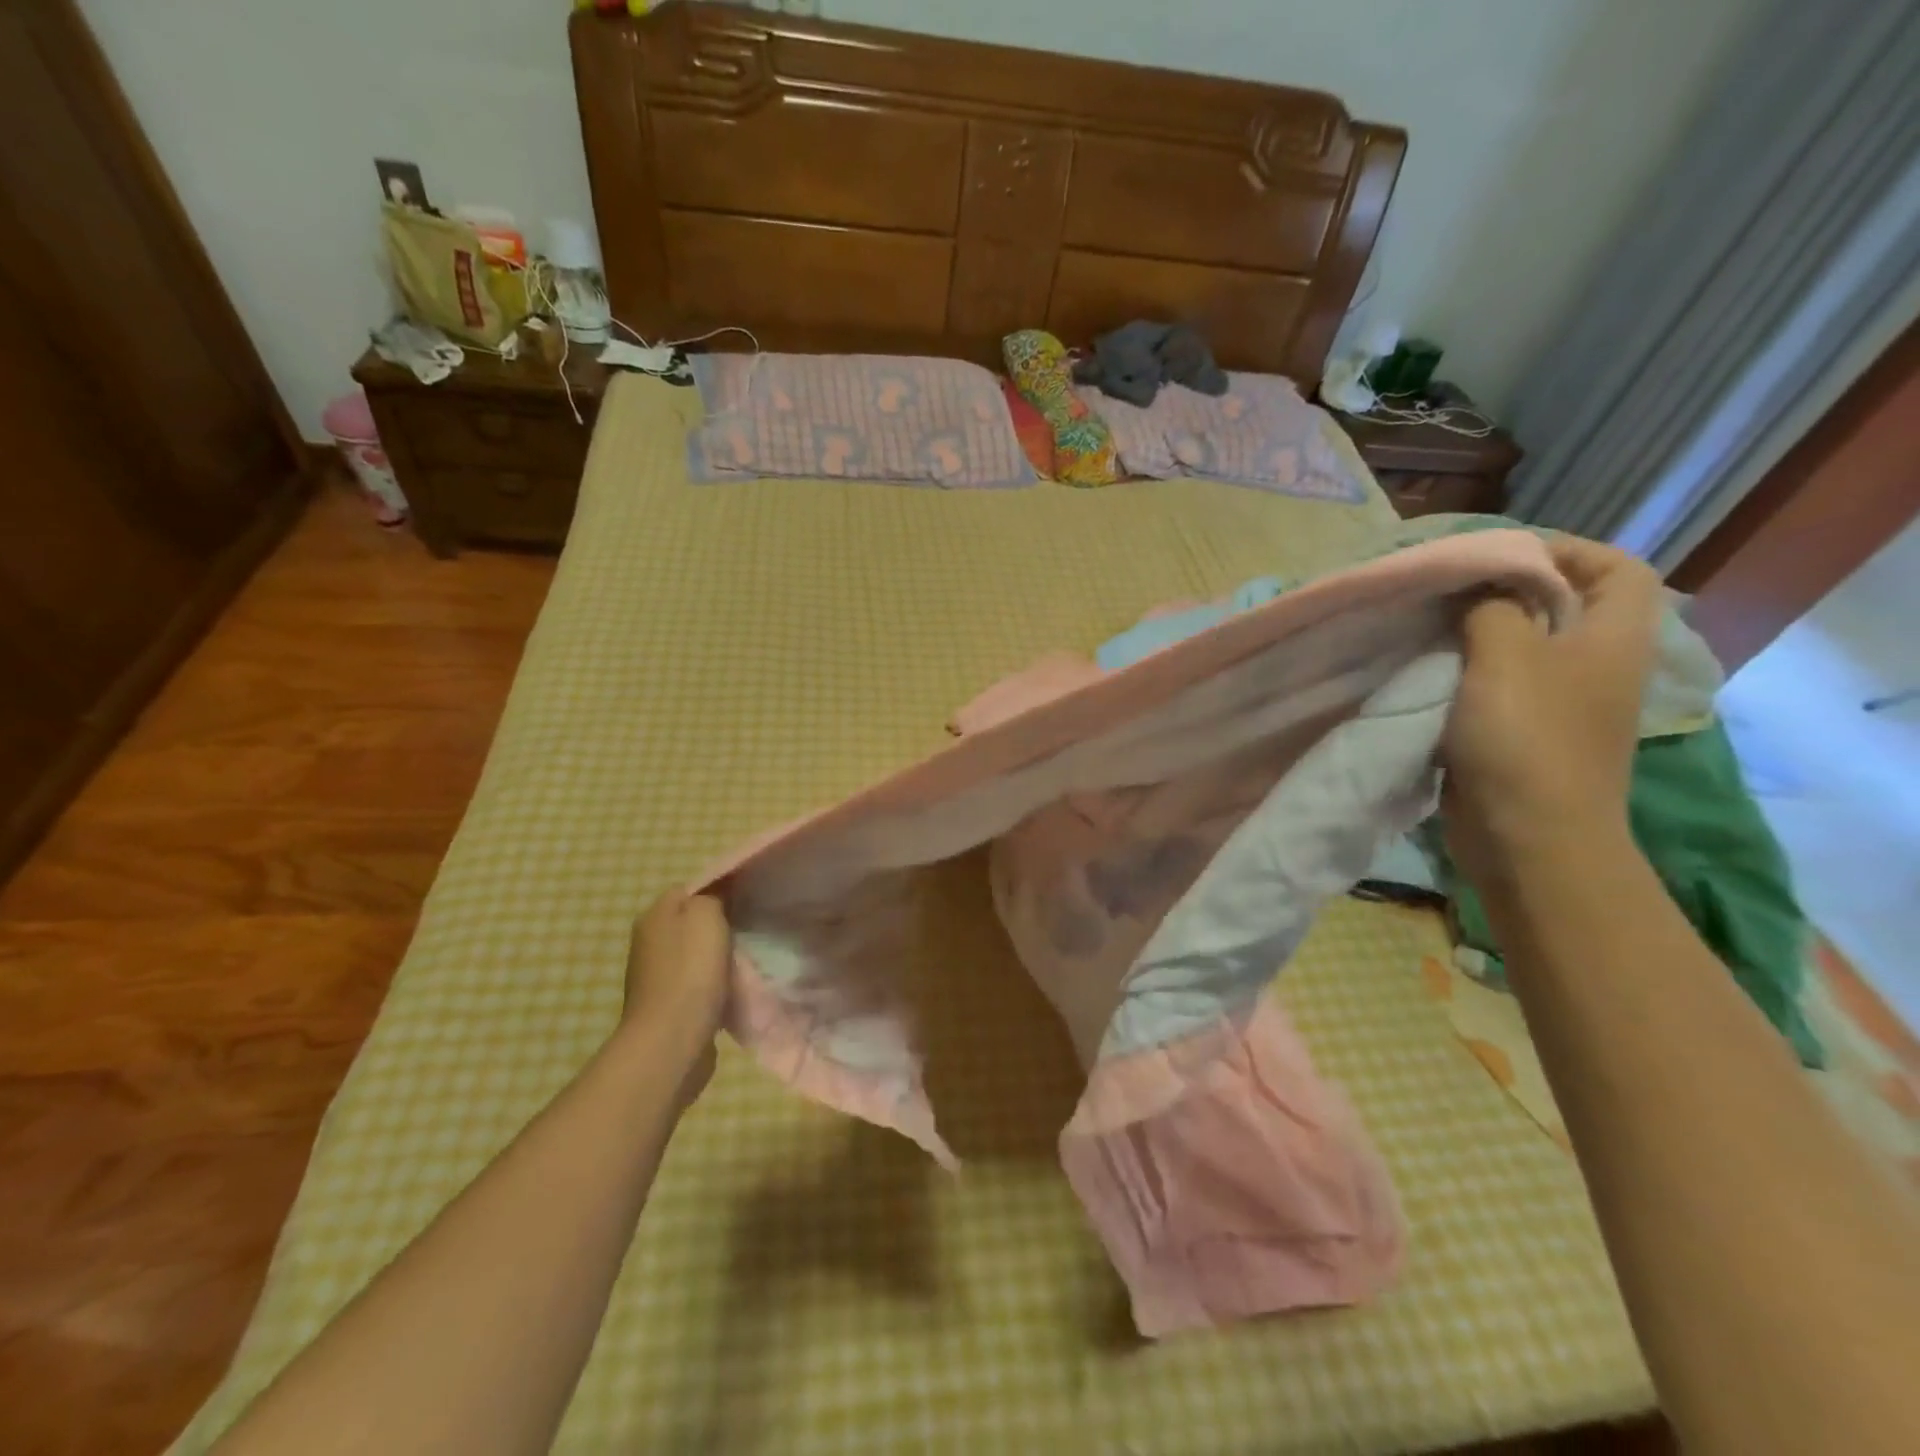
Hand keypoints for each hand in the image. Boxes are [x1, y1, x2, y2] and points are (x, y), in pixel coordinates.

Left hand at [621, 888, 731, 1103]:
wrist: (672, 1040)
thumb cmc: (690, 971)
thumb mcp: (706, 915)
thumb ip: (713, 895)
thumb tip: (718, 892)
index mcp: (654, 915)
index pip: (690, 889)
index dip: (720, 891)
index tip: (747, 900)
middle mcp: (649, 941)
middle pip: (693, 922)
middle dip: (721, 926)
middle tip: (751, 929)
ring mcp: (656, 976)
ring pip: (697, 954)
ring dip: (719, 958)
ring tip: (747, 960)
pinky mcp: (668, 1005)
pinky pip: (698, 983)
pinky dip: (714, 985)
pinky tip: (733, 989)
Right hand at [1443, 537, 1662, 881]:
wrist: (1527, 837)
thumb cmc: (1525, 739)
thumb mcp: (1505, 657)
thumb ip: (1493, 607)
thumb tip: (1480, 585)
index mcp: (1612, 638)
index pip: (1616, 567)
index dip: (1566, 550)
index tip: (1498, 553)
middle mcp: (1594, 666)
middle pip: (1562, 605)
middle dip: (1507, 590)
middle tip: (1448, 587)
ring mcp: (1560, 703)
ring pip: (1523, 647)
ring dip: (1478, 633)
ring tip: (1429, 624)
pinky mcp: (1524, 733)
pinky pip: (1498, 685)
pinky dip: (1466, 672)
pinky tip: (1427, 671)